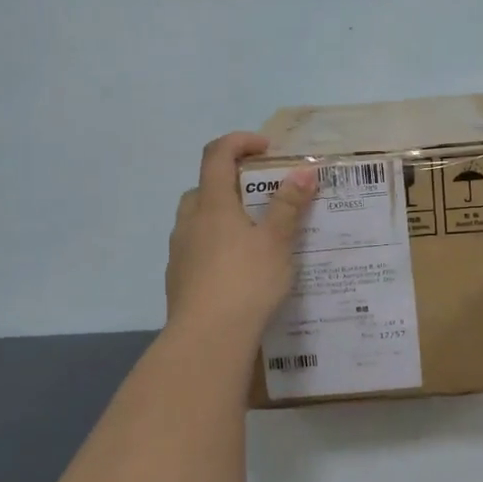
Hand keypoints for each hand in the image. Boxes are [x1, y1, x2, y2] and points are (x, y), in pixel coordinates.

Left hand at [166, 133, 316, 334]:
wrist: (207, 339)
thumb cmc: (246, 281)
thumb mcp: (276, 241)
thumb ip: (288, 205)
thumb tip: (304, 170)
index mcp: (212, 204)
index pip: (217, 155)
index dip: (240, 142)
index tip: (266, 149)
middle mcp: (189, 221)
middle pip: (204, 187)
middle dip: (231, 183)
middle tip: (261, 197)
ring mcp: (179, 252)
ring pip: (198, 221)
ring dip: (221, 217)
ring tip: (253, 237)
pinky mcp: (178, 280)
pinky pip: (196, 249)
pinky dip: (215, 246)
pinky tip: (237, 270)